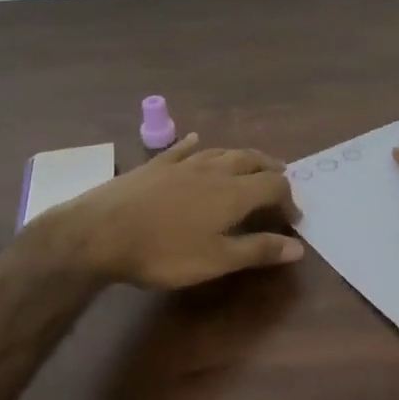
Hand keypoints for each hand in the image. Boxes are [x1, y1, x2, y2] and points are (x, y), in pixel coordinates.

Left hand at [50, 134, 305, 288]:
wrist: (100, 232)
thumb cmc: (164, 252)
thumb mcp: (216, 260)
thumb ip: (258, 250)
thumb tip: (298, 247)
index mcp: (234, 192)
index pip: (274, 185)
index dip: (289, 199)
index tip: (293, 219)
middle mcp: (214, 170)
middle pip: (252, 160)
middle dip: (271, 168)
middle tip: (281, 179)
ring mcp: (182, 163)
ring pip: (221, 151)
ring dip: (242, 156)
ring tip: (251, 162)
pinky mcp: (155, 165)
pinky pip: (182, 148)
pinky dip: (194, 144)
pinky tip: (196, 139)